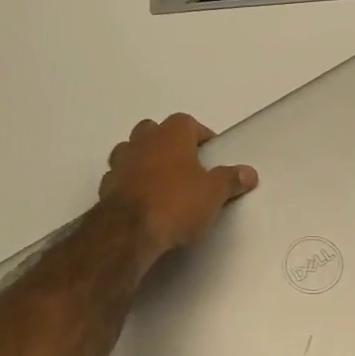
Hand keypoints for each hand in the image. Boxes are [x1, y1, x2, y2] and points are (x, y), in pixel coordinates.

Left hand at [98, 113, 257, 262]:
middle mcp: (143, 140)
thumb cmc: (177, 202)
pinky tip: (141, 201)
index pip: (188, 122)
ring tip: (161, 182)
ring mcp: (120, 162)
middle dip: (168, 143)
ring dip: (144, 160)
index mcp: (172, 134)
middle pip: (155, 131)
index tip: (211, 155)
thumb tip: (249, 172)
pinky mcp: (105, 186)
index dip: (201, 137)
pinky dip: (129, 183)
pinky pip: (119, 177)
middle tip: (185, 166)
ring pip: (131, 150)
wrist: (129, 232)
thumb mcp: (213, 193)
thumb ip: (230, 179)